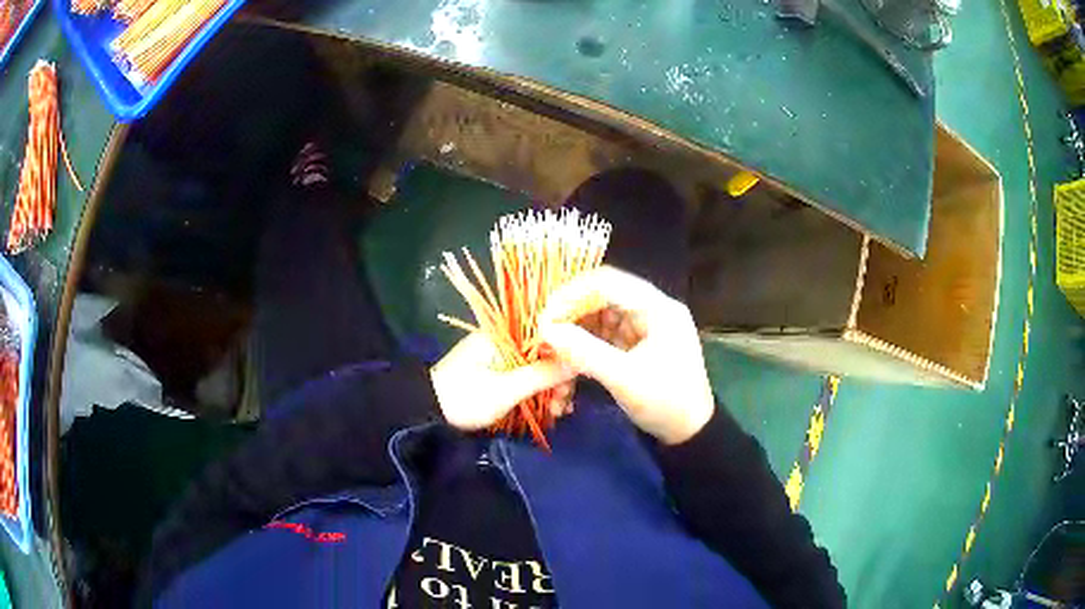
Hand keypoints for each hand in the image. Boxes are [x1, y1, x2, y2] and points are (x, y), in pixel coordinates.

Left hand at [431, 332, 575, 430]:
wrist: (426, 411)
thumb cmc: (465, 398)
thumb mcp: (507, 390)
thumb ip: (543, 375)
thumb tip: (579, 361)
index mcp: (504, 335)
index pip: (548, 338)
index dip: (565, 361)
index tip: (570, 387)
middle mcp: (504, 340)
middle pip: (544, 355)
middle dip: (558, 381)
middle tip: (563, 408)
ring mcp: (500, 356)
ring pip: (537, 368)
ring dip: (550, 390)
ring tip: (557, 414)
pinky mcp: (496, 372)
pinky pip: (525, 376)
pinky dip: (537, 392)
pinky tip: (548, 409)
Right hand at [539, 266, 714, 444]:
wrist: (691, 433)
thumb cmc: (665, 403)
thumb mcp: (624, 378)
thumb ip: (584, 351)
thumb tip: (545, 329)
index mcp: (658, 308)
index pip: (607, 283)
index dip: (571, 295)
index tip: (545, 317)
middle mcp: (652, 309)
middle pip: (603, 297)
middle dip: (571, 314)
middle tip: (544, 334)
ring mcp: (645, 327)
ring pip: (601, 316)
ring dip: (576, 330)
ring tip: (552, 349)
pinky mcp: (638, 344)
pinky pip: (605, 335)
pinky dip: (586, 344)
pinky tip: (568, 359)